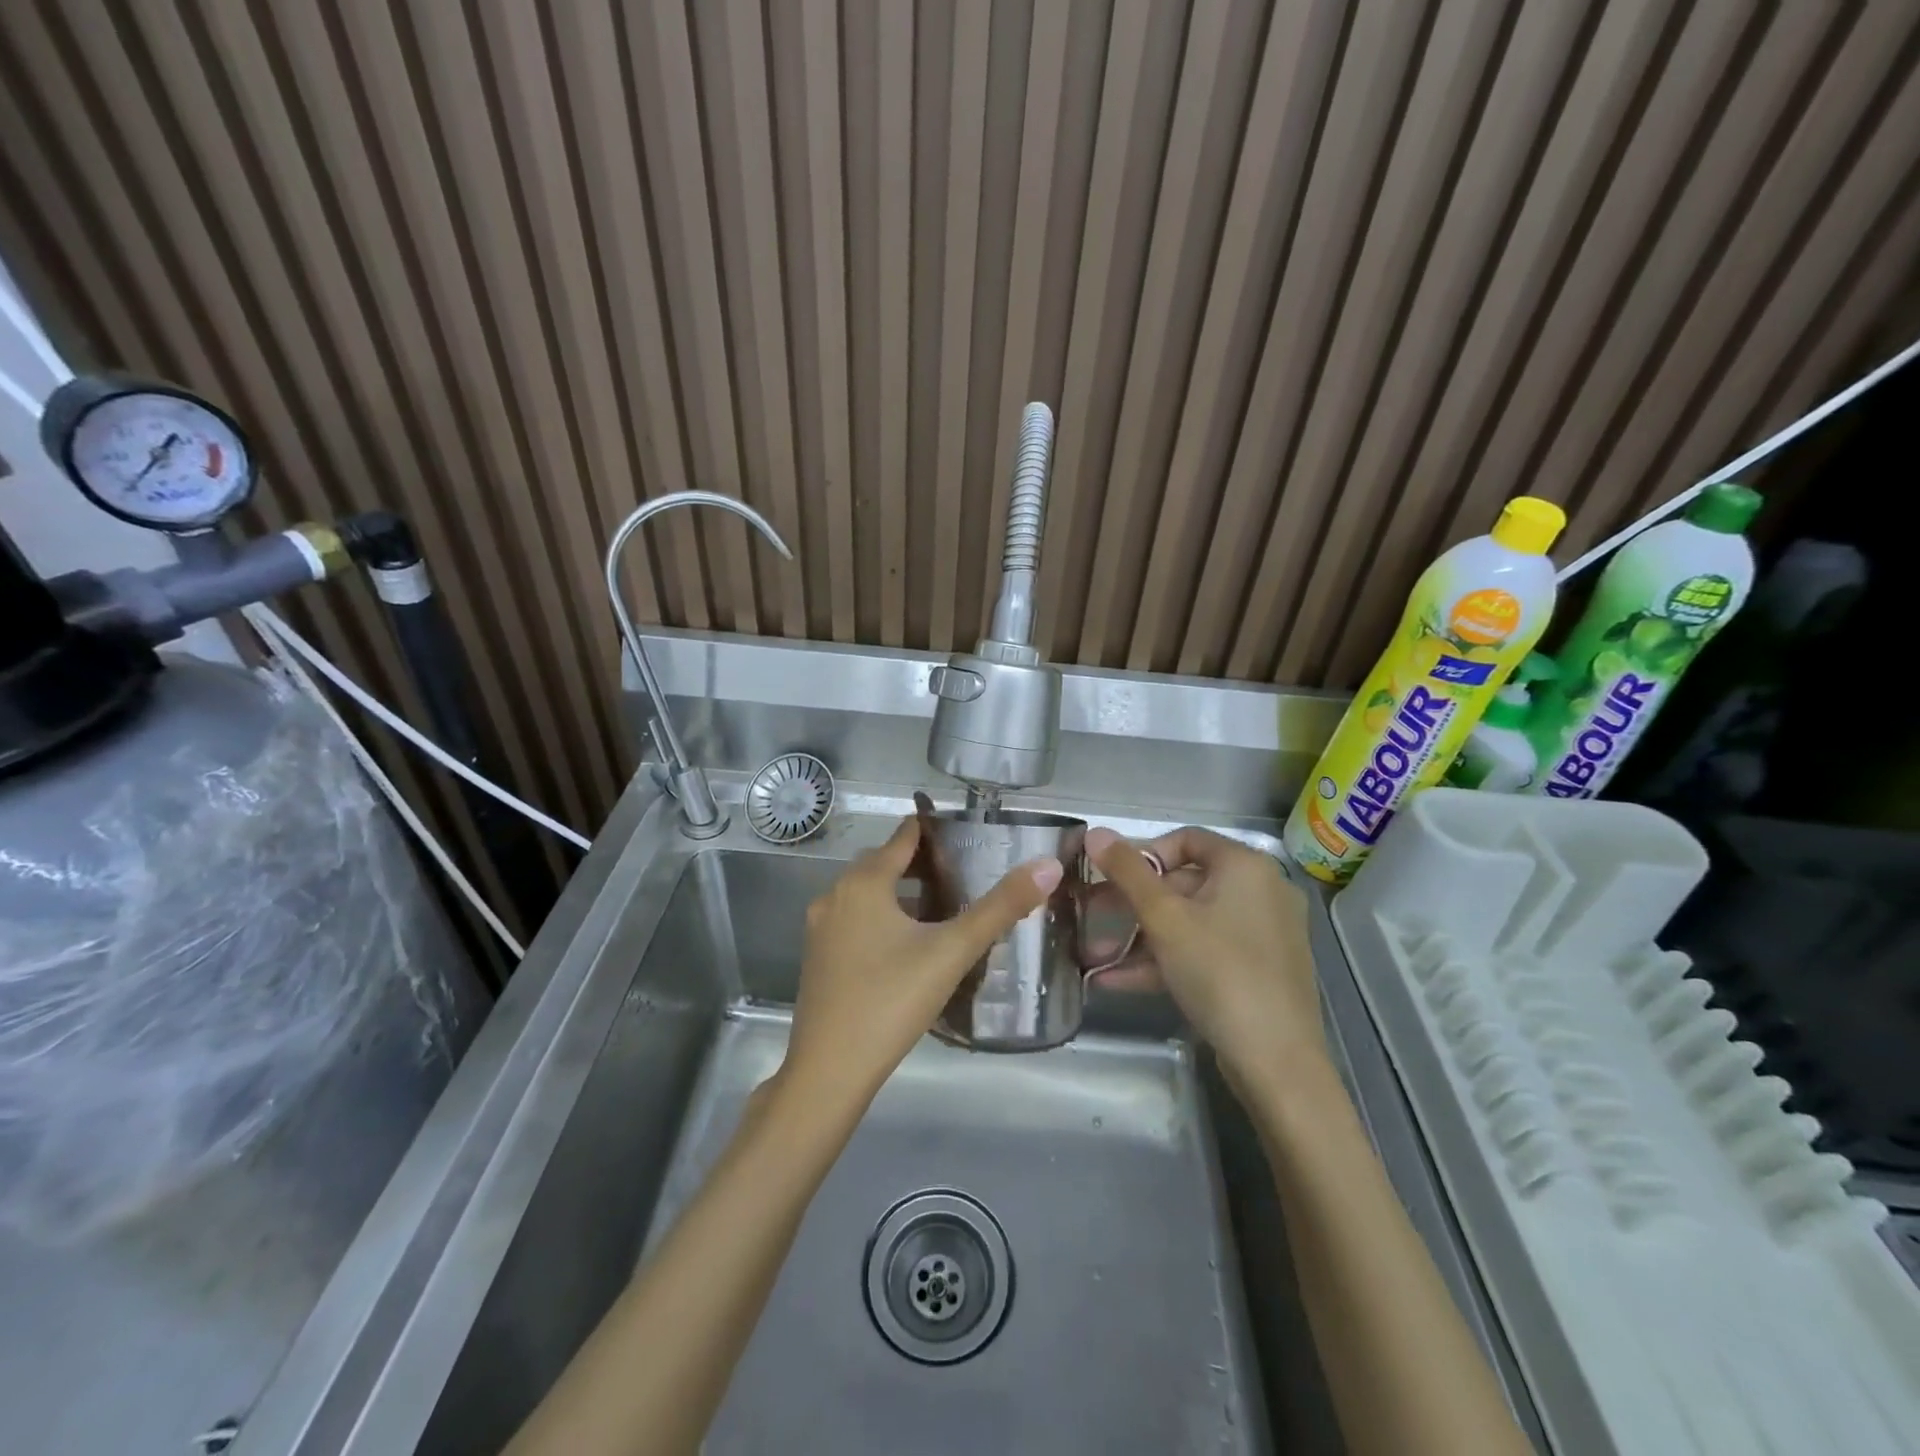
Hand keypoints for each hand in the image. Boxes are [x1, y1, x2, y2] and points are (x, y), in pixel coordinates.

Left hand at [779, 816, 1061, 1111]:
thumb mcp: (952, 951)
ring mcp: (821, 927)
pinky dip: (883, 917)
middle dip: (922, 862)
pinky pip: (855, 920)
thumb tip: (1048, 866)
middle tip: (966, 872)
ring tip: (944, 906)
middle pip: (884, 862)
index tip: (968, 832)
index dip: (936, 829)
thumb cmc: (891, 1001)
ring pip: (868, 893)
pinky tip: (909, 944)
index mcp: (863, 882)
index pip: (904, 836)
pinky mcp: (819, 957)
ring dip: (902, 891)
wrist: (828, 1071)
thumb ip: (1000, 907)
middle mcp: (835, 894)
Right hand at [1085, 826, 1322, 1090]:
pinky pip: (1206, 950)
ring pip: (1191, 921)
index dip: (1143, 854)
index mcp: (1245, 866)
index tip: (1113, 880)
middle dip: (1133, 904)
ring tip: (1097, 957)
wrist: (1277, 1062)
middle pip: (1185, 882)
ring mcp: (1264, 933)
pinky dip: (1167, 959)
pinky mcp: (1260, 969)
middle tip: (1093, 918)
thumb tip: (1094, 831)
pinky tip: (1119, 981)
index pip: (1186, 839)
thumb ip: (1127, 872)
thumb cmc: (1219, 972)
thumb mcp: (1164, 918)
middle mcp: (1261, 890)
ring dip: (1141, 937)